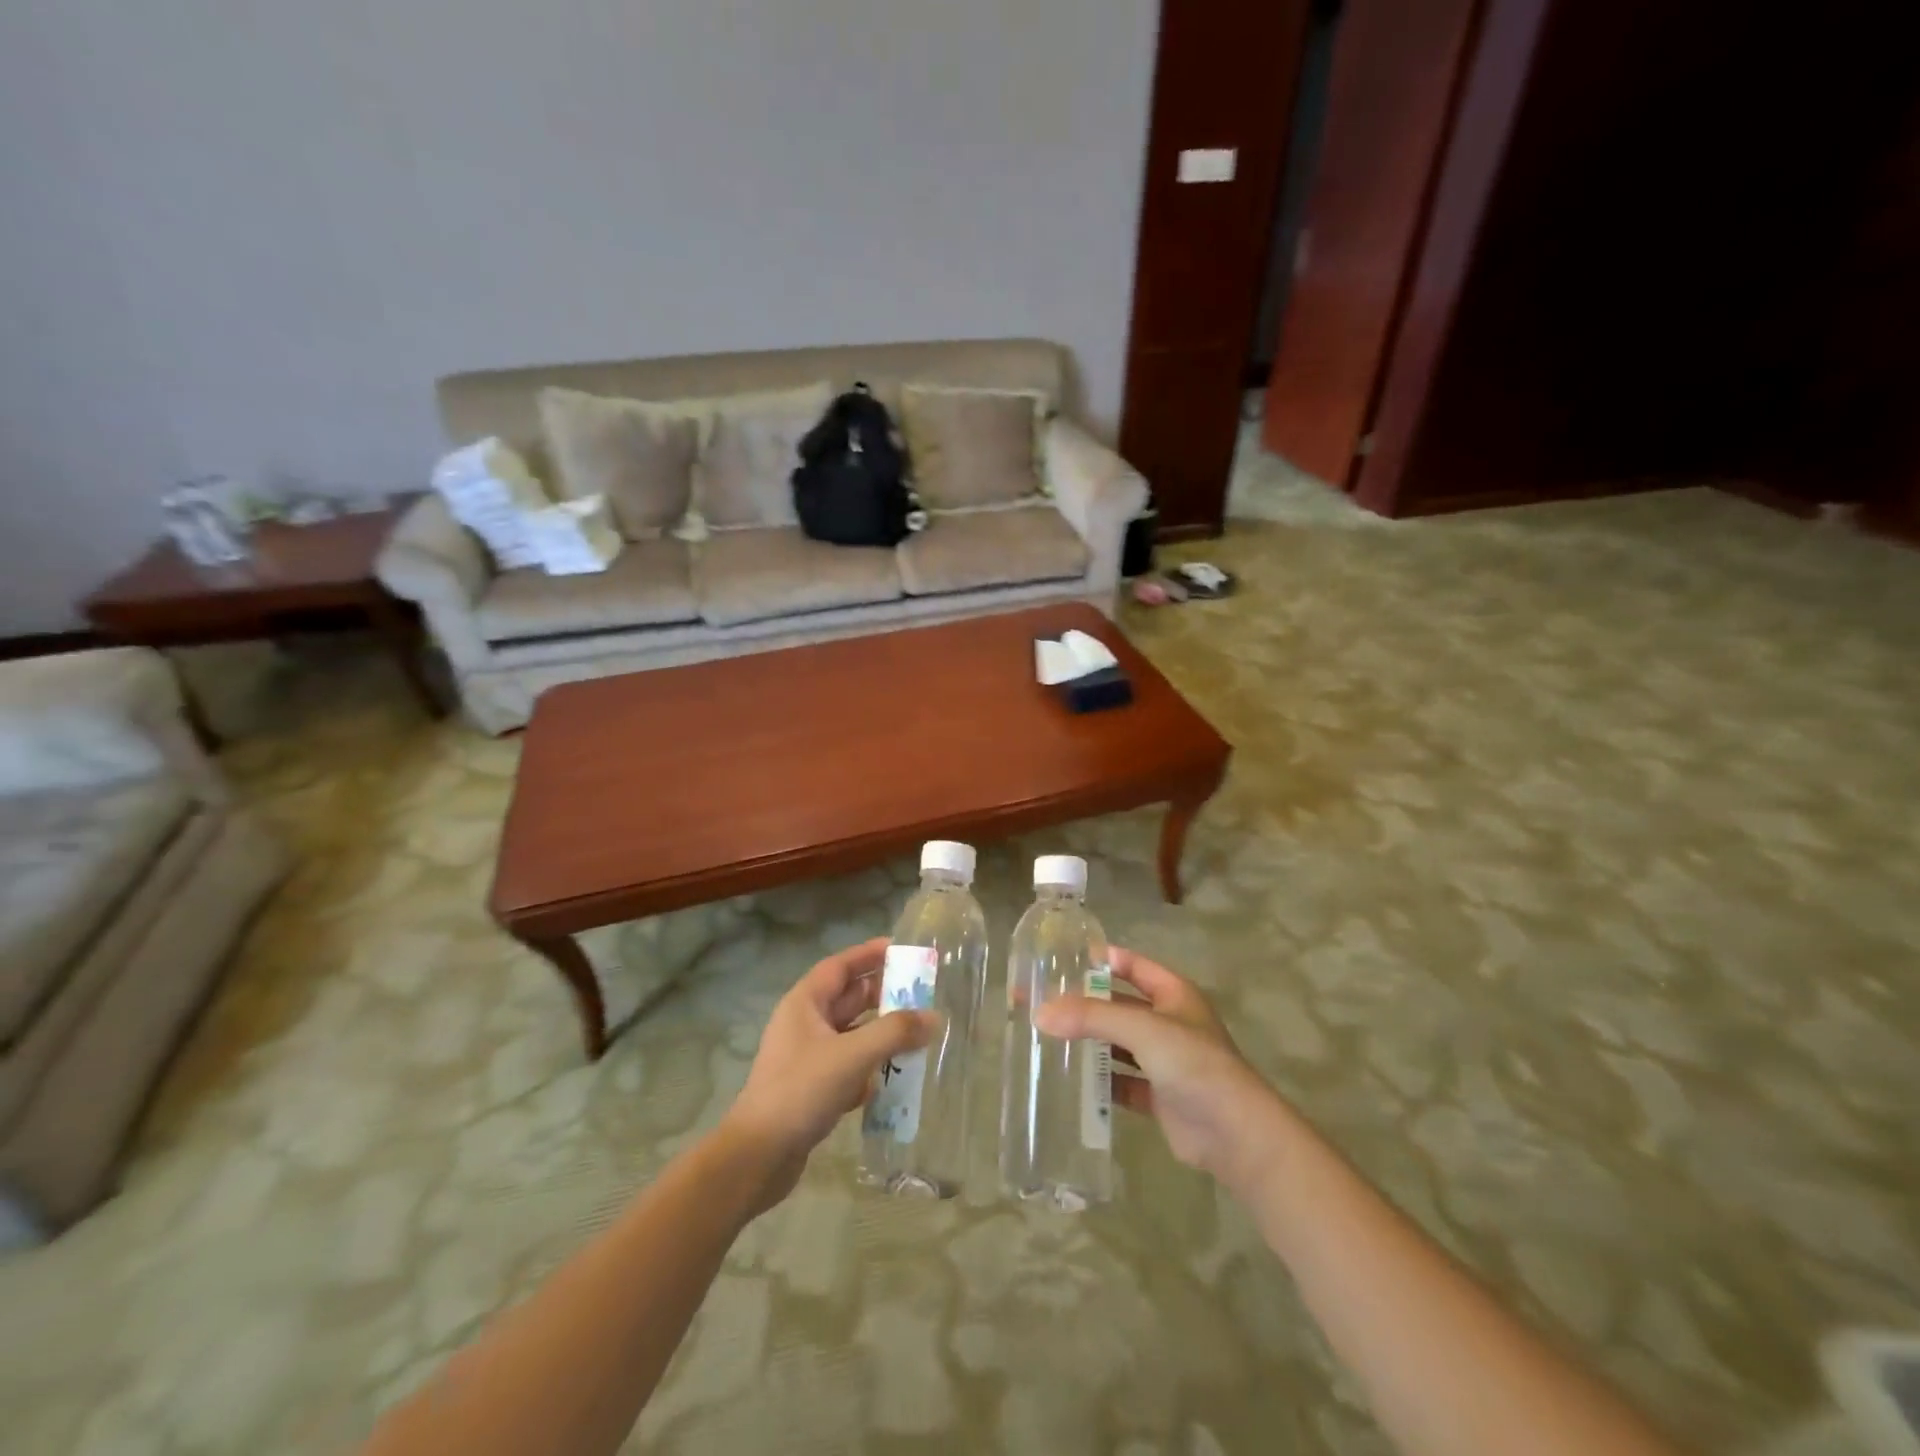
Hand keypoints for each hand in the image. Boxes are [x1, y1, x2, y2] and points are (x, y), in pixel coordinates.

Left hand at [720, 938, 933, 1210]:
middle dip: (883, 995)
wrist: (758, 1157)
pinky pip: (849, 1066)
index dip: (869, 954)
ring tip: (918, 1034)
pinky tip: (895, 1079)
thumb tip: (934, 1017)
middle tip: (921, 994)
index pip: (840, 966)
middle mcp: (805, 1024)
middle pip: (849, 999)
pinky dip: (871, 1068)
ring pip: (852, 1034)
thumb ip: (895, 1033)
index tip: (901, 949)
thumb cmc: (801, 1091)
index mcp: (805, 1004)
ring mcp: (807, 1058)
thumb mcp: (852, 1055)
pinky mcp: (813, 1089)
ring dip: (881, 1034)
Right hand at [1035, 948, 1279, 1193]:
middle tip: (1039, 1002)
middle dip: (1082, 1003)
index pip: (1130, 964)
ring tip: (1044, 1038)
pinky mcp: (1158, 1095)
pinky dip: (1098, 1080)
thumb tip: (1039, 1012)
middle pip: (1117, 1004)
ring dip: (1087, 1042)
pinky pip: (1120, 1081)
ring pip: (1116, 1043)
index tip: (1058, 961)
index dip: (1098, 959)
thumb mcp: (1144, 1030)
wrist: (1237, 1136)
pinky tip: (1068, 1080)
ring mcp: (1164, 1060)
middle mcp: (1167, 1021)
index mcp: (1172, 993)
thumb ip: (1092, 1017)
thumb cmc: (1195, 1065)